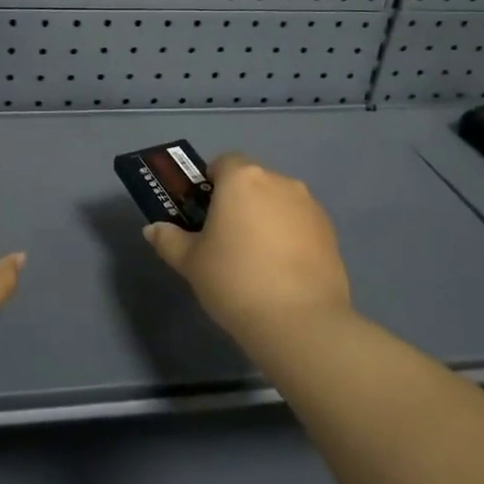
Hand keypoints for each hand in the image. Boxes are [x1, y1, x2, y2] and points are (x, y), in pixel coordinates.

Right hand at [142, 153, 351, 341]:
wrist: (299, 320)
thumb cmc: (234, 280)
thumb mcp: (190, 262)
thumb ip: (169, 240)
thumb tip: (153, 229)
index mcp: (242, 179)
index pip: (223, 162)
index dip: (211, 183)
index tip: (203, 213)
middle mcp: (279, 182)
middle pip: (253, 181)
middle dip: (238, 201)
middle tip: (224, 238)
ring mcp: (309, 206)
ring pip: (279, 202)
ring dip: (266, 218)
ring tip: (256, 259)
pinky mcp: (330, 232)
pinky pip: (300, 223)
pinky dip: (289, 236)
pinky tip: (281, 271)